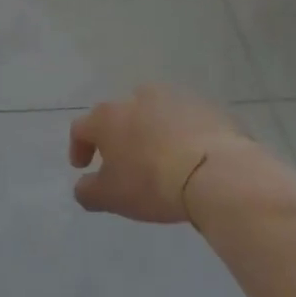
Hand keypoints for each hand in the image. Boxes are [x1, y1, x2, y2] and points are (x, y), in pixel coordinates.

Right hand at [69, 86, 256, 223]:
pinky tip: (190, 157)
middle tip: (125, 162)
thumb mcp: (112, 197)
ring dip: (151, 131)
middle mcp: (136, 98)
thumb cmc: (153, 183)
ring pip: (154, 113)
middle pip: (119, 116)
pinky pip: (186, 120)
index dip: (78, 147)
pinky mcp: (206, 106)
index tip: (83, 167)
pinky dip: (182, 134)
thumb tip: (83, 186)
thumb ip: (88, 192)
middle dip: (118, 137)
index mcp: (108, 117)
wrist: (217, 172)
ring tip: (160, 157)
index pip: (81, 128)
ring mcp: (174, 98)